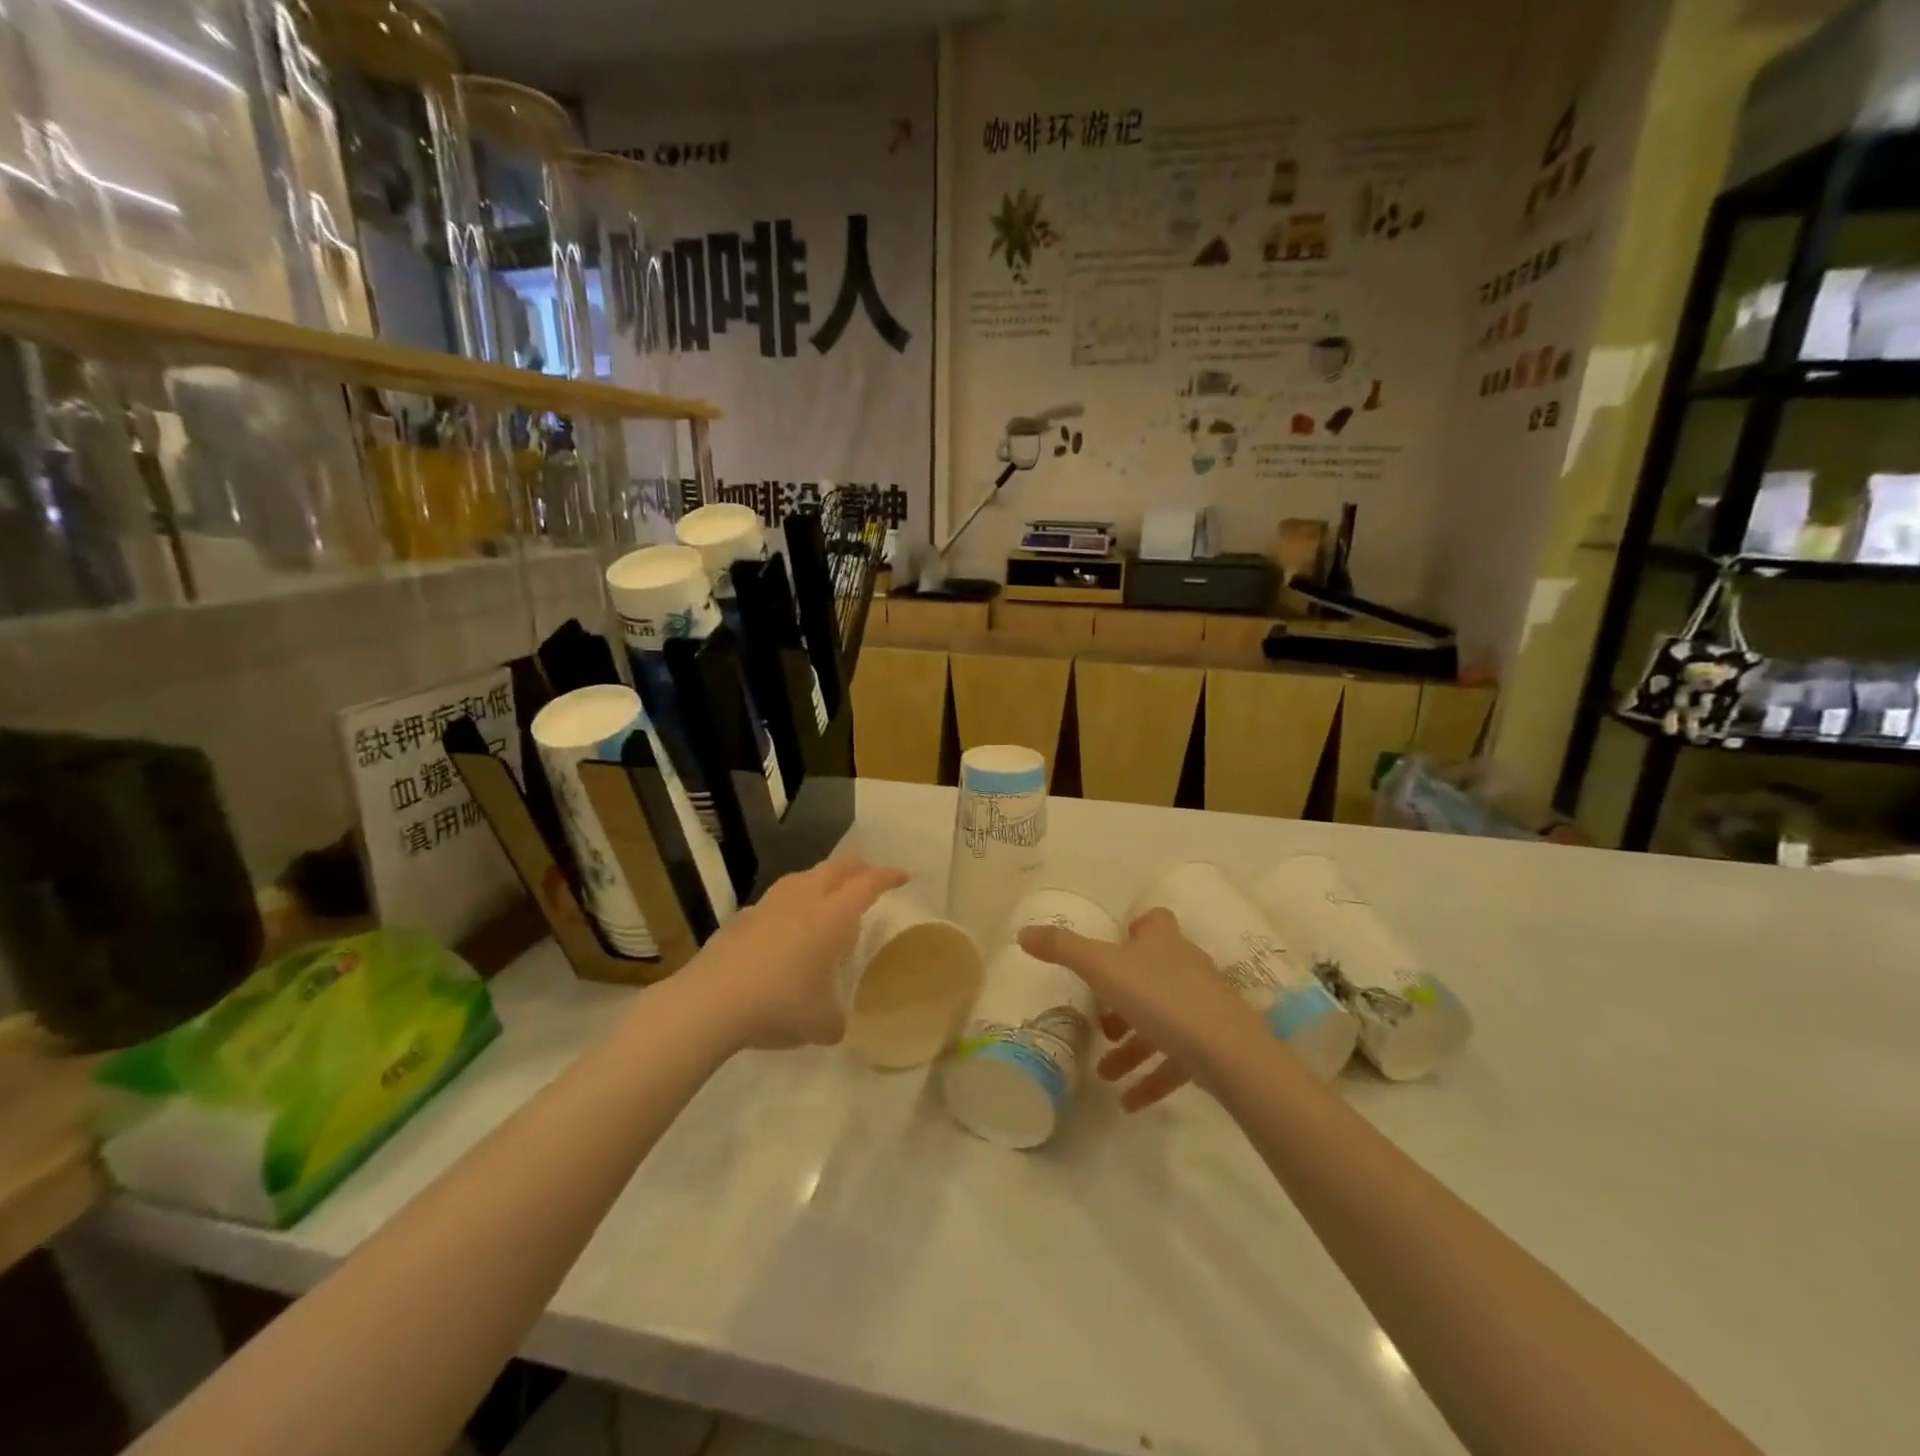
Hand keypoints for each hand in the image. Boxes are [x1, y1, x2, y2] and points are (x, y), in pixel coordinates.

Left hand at [689, 855, 907, 1050]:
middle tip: (869, 877)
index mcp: (831, 917)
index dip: (887, 876)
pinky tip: (785, 926)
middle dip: (857, 867)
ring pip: (802, 877)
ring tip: (827, 895)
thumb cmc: (778, 1005)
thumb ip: (835, 1020)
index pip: (867, 884)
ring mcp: (768, 906)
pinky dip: (790, 904)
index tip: (902, 876)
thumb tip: (835, 1024)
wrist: (710, 1002)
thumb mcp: (820, 1024)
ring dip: (821, 879)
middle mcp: (803, 900)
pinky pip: (775, 901)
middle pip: (836, 867)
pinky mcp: (741, 919)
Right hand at [1017, 907, 1263, 1110]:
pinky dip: (1153, 1078)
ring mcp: (1203, 1006)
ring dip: (1132, 1047)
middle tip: (1100, 1024)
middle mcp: (1185, 967)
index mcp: (1162, 942)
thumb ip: (1062, 949)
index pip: (1153, 921)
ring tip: (1105, 1074)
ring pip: (1161, 1021)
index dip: (1136, 929)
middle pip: (1152, 974)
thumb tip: (1023, 932)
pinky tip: (1130, 1102)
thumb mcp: (1101, 968)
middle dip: (1123, 1000)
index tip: (1114, 948)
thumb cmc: (1160, 997)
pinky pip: (1177, 1058)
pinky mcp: (1215, 1044)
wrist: (1227, 1051)